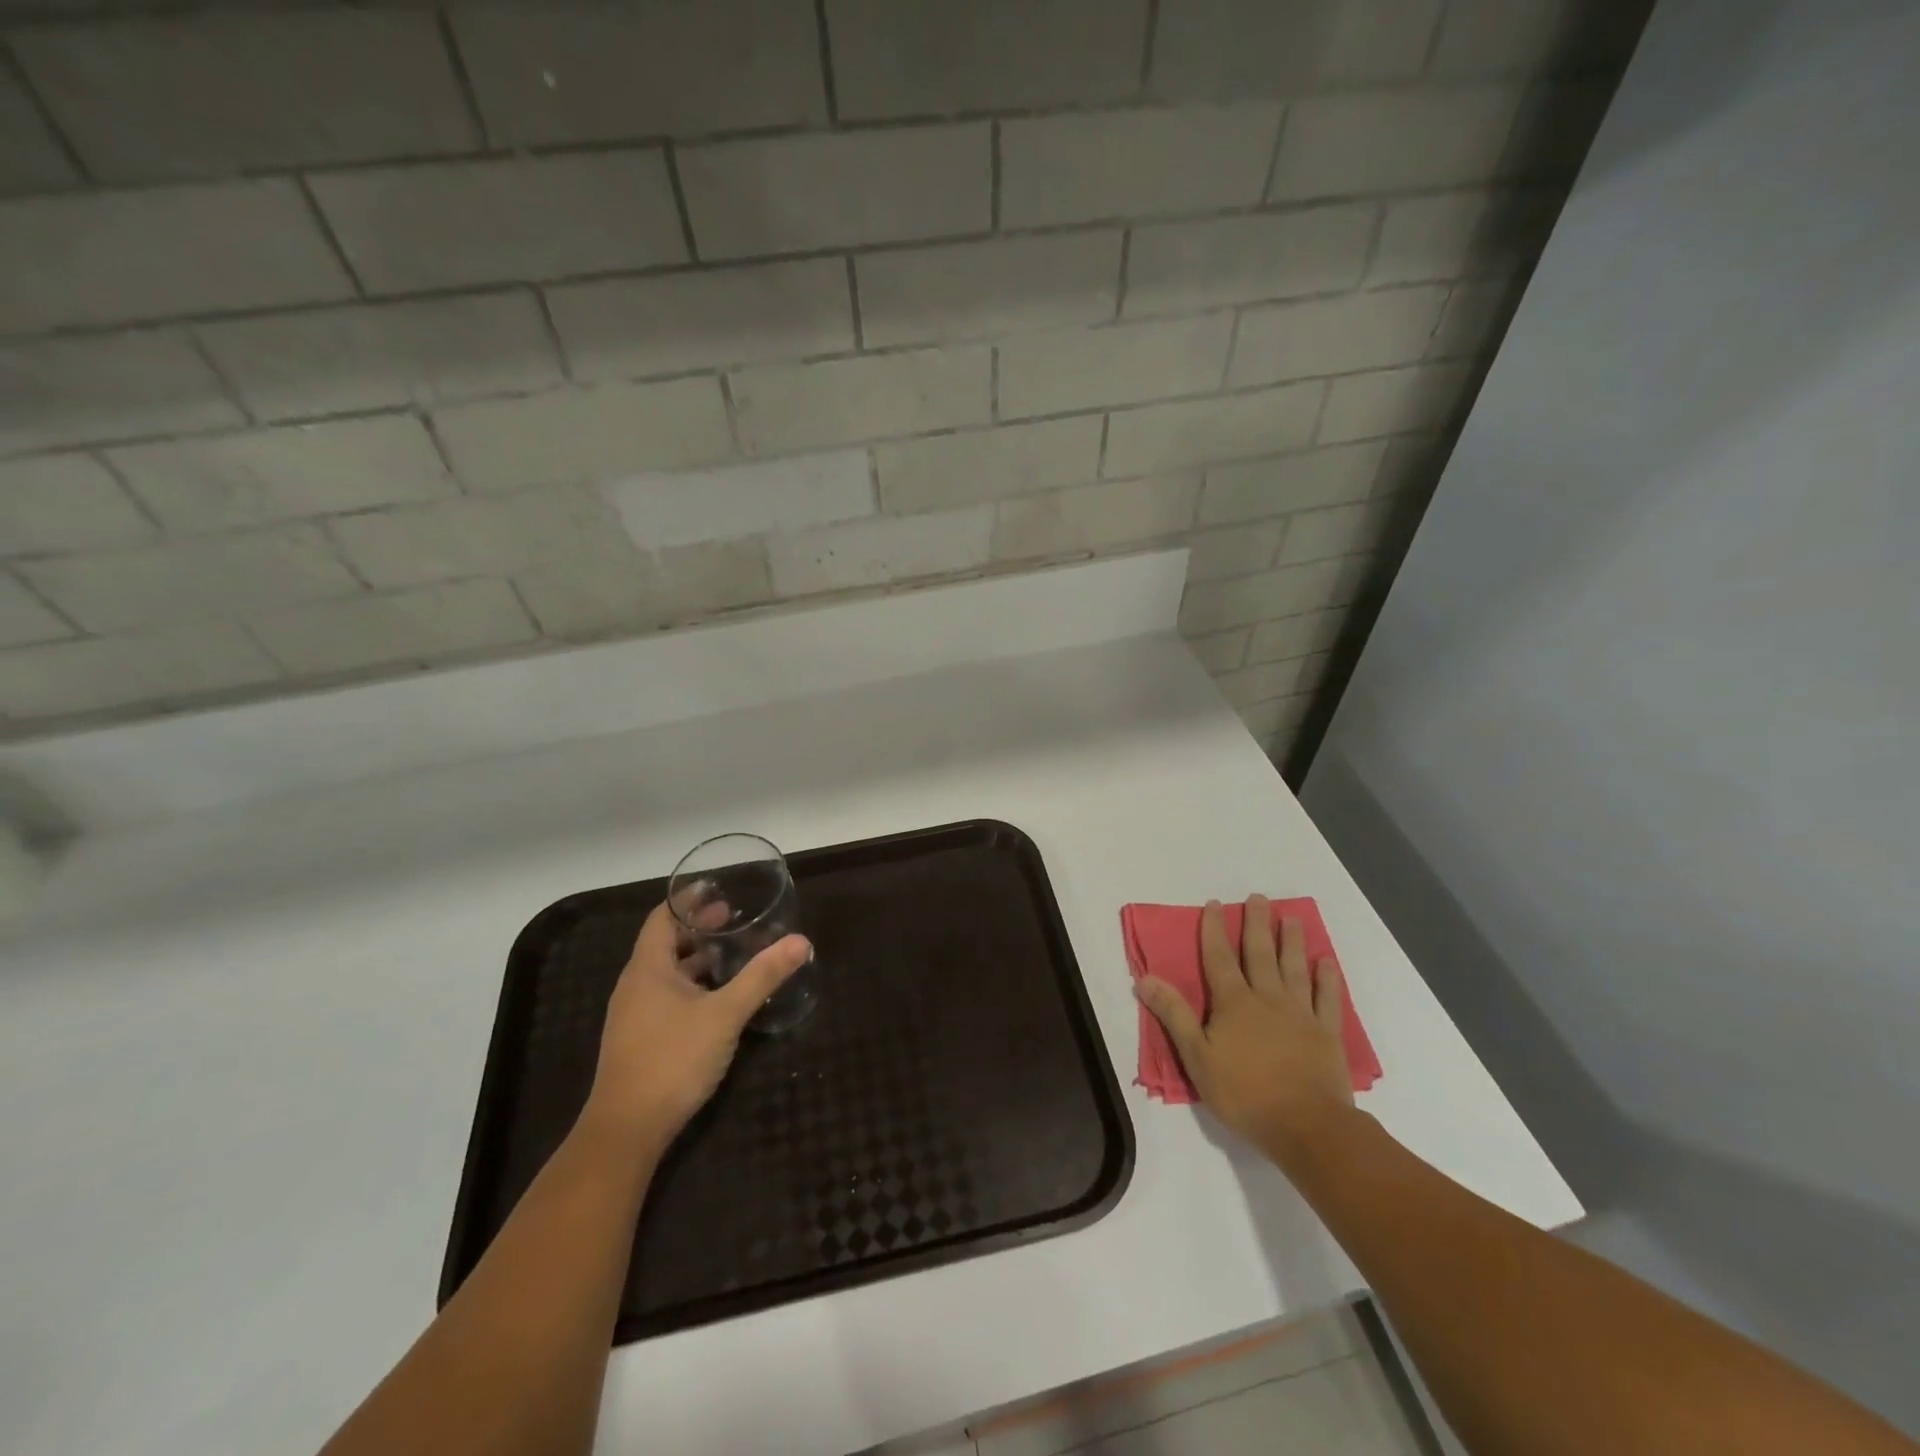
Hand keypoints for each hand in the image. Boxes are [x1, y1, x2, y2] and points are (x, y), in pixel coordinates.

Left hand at [584, 899, 810, 1146]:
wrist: (626, 1131)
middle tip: (733, 916)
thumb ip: (762, 977)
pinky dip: (692, 985)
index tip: (716, 887)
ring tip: (732, 952)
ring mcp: (635, 1015)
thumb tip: (800, 942)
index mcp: (647, 969)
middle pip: (665, 943)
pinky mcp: (641, 1040)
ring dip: (697, 958)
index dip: (687, 900)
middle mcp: (636, 986)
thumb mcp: (725, 1014)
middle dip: (698, 928)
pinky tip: (718, 998)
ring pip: (667, 973)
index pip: (662, 918)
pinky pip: (667, 997)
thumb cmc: (672, 1059)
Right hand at [1136, 895, 1353, 1163]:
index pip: (1219, 958)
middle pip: (1260, 954)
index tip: (1214, 904)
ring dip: (1292, 941)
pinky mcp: (1326, 1033)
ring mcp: (1300, 1013)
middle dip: (1256, 924)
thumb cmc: (1244, 1093)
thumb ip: (1174, 1015)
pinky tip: (1327, 962)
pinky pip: (1327, 998)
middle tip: (1259, 898)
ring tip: (1292, 918)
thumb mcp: (1196, 1057)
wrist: (1307, 1126)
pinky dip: (1327, 979)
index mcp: (1233, 1003)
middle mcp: (1267, 998)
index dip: (1213, 930)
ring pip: (1294, 968)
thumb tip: (1145, 978)